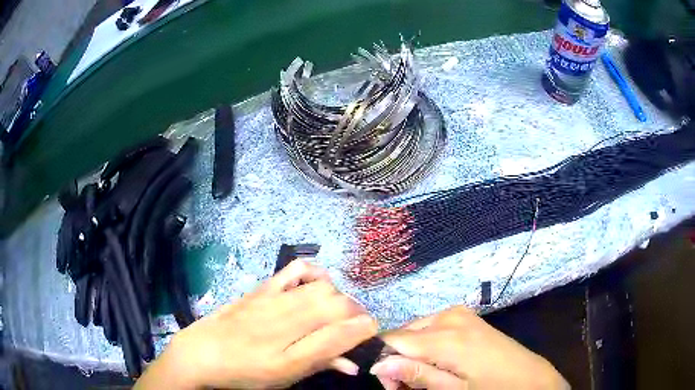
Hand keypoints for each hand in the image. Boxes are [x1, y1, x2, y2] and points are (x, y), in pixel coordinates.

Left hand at [135, 260, 377, 388]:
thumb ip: (319, 366)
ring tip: (337, 308)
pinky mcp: (261, 288)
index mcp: (291, 358)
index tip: (370, 331)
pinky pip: (295, 269)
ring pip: (323, 288)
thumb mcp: (283, 379)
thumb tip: (353, 363)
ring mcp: (271, 302)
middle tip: (353, 323)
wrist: (202, 353)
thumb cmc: (245, 374)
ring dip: (340, 296)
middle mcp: (284, 327)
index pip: (342, 335)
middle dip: (356, 312)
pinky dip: (314, 273)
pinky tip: (317, 284)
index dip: (365, 330)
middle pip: (338, 306)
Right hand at [371, 306, 568, 389]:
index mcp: (446, 336)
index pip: (392, 340)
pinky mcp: (464, 315)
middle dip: (397, 360)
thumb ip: (416, 375)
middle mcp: (448, 316)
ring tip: (426, 377)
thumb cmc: (491, 388)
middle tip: (410, 386)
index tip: (392, 385)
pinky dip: (425, 346)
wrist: (528, 377)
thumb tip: (376, 365)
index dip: (382, 362)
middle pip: (402, 335)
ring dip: (411, 354)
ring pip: (414, 331)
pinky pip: (430, 327)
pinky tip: (438, 362)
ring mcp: (457, 313)